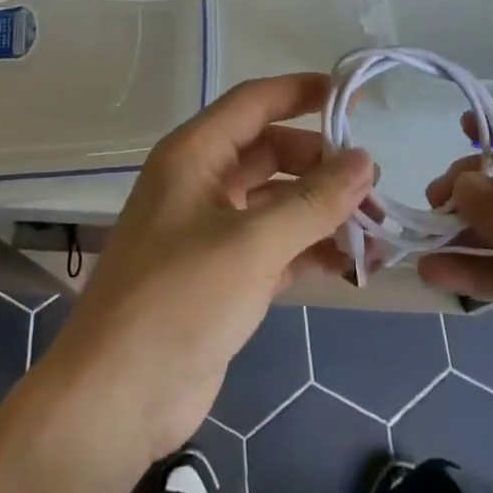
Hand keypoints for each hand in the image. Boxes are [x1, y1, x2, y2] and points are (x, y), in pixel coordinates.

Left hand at [39, 73, 372, 466]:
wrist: (116, 401)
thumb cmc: (178, 300)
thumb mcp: (251, 245)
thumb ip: (312, 202)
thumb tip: (365, 160)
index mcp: (194, 155)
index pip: (254, 102)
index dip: (301, 92)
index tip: (352, 96)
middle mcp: (202, 182)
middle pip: (271, 152)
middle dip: (322, 165)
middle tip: (374, 185)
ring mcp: (212, 230)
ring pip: (277, 202)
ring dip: (323, 211)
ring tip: (377, 230)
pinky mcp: (224, 275)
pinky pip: (276, 245)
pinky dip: (310, 249)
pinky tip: (352, 263)